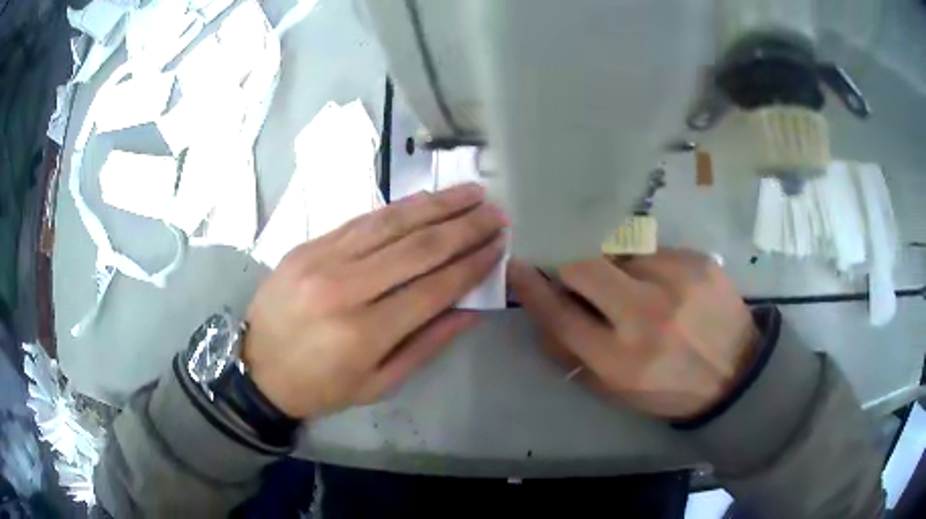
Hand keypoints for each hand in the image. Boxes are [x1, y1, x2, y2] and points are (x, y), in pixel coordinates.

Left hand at [244, 183, 507, 418]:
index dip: (472, 264)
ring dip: (437, 205)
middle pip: (418, 248)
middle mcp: (344, 289)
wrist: (256, 368)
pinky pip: (361, 220)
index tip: (499, 245)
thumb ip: (427, 345)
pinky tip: (425, 199)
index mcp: (364, 334)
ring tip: (471, 192)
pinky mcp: (308, 246)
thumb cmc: (321, 386)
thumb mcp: (378, 384)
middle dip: (464, 227)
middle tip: (496, 212)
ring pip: (391, 223)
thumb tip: (471, 309)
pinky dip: (398, 208)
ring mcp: (322, 260)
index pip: (434, 289)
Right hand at [508, 249, 756, 419]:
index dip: (533, 289)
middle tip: (582, 279)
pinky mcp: (698, 261)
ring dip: (619, 272)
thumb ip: (575, 355)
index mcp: (621, 360)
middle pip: (584, 268)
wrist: (737, 372)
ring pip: (620, 255)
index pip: (560, 316)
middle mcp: (646, 317)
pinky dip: (651, 267)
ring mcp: (676, 282)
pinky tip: (670, 288)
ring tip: (644, 294)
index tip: (518, 266)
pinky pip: (654, 252)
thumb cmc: (671, 388)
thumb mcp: (618, 390)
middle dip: (573, 270)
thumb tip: (545, 312)